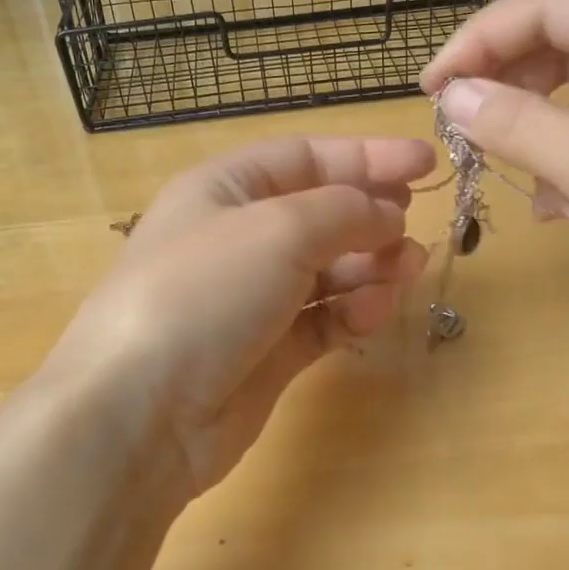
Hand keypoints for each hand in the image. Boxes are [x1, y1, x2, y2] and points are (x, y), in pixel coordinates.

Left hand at [45, 137, 432, 497]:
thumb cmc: (204, 292)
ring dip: (370, 266)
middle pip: (318, 215)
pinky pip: (321, 321)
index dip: (366, 157)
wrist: (142, 412)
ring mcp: (250, 300)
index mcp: (223, 190)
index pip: (305, 158)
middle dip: (371, 216)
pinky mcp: (265, 354)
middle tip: (414, 226)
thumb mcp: (278, 229)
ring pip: (326, 271)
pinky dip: (351, 313)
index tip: (426, 164)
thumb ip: (344, 210)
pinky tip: (375, 312)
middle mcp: (235, 239)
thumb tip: (387, 213)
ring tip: (409, 269)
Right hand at [420, 0, 568, 383]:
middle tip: (456, 114)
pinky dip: (565, 164)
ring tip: (494, 156)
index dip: (487, 34)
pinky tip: (546, 205)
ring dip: (533, 122)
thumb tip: (451, 97)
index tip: (432, 84)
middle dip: (508, 75)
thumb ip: (514, 122)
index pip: (560, 3)